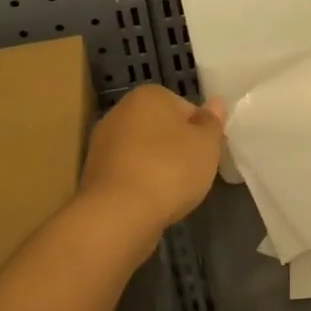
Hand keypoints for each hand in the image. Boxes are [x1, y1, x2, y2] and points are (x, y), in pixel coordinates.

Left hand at [79, 85, 225, 253]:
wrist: (119, 214)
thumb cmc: (170, 169)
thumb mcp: (207, 143)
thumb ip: (212, 121)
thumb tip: (216, 102)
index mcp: (148, 95)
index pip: (185, 107)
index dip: (201, 131)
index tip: (208, 152)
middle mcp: (120, 112)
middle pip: (162, 128)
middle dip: (177, 147)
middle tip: (194, 172)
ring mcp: (103, 144)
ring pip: (144, 152)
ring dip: (158, 167)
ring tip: (173, 191)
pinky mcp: (93, 175)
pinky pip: (128, 173)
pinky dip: (141, 184)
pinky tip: (151, 202)